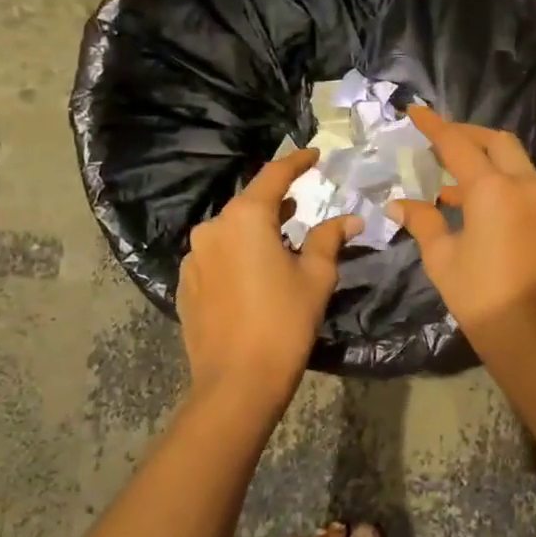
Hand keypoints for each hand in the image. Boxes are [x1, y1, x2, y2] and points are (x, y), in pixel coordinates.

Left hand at [178, 151, 360, 401]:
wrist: (237, 381)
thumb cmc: (284, 322)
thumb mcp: (316, 277)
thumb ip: (330, 239)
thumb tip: (350, 218)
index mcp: (245, 218)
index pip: (273, 176)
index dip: (296, 162)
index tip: (314, 155)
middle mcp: (212, 228)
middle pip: (249, 206)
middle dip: (276, 205)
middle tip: (301, 208)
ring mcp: (193, 258)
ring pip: (230, 233)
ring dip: (255, 233)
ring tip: (280, 244)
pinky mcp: (185, 285)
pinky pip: (216, 259)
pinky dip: (237, 257)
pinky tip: (254, 277)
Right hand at [389, 107, 535, 362]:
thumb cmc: (482, 299)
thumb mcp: (442, 260)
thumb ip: (423, 222)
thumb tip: (399, 203)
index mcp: (494, 189)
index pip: (459, 144)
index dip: (434, 126)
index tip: (416, 111)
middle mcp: (527, 185)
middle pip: (497, 142)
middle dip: (467, 135)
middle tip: (439, 140)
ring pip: (516, 164)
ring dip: (486, 162)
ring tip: (451, 182)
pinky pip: (527, 188)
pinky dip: (502, 184)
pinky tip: (478, 208)